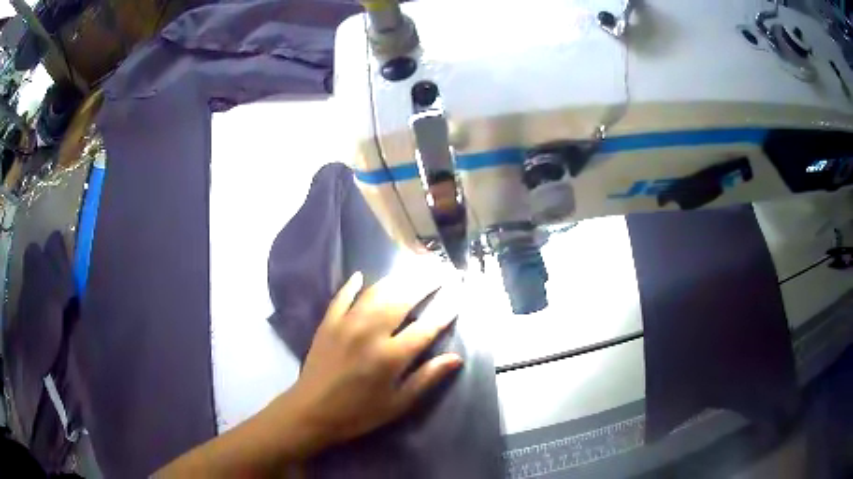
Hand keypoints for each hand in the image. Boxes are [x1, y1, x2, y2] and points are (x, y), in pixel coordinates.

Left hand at [281, 271, 461, 452]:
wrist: (312, 411)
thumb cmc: (359, 413)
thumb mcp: (398, 403)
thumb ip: (426, 378)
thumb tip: (456, 358)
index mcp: (391, 356)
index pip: (426, 328)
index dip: (444, 313)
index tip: (457, 299)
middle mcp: (370, 333)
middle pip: (402, 300)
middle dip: (424, 283)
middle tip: (439, 272)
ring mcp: (346, 324)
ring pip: (375, 293)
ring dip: (396, 279)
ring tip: (412, 268)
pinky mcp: (328, 323)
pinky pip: (342, 297)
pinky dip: (352, 285)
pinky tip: (360, 276)